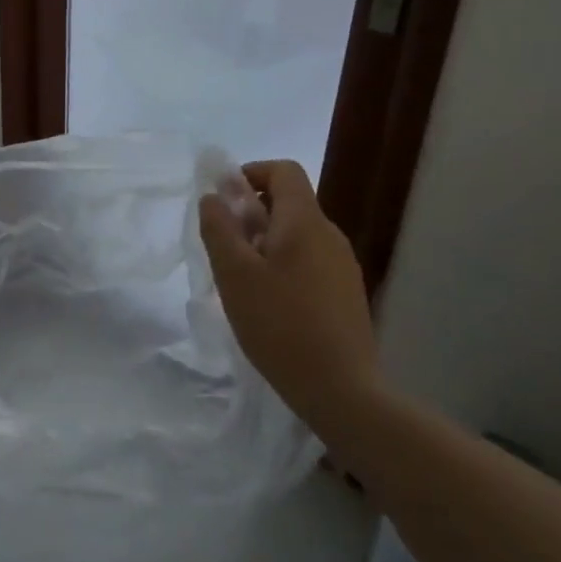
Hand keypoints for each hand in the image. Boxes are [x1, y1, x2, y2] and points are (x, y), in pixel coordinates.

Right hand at [199, 161, 380, 435]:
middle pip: (290, 203)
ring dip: (267, 243)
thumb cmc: (280, 325)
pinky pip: (310, 261)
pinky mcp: (347, 294)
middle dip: (253, 214)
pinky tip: (271, 305)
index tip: (225, 201)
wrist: (342, 391)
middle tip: (225, 248)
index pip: (283, 170)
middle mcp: (330, 235)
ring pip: (298, 235)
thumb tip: (213, 196)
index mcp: (305, 222)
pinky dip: (285, 266)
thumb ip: (219, 228)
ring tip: (243, 281)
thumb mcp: (234, 274)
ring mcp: (343, 266)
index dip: (251, 173)